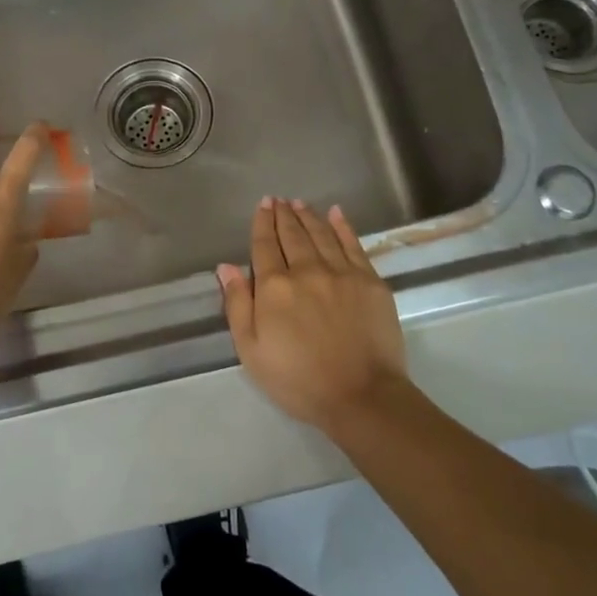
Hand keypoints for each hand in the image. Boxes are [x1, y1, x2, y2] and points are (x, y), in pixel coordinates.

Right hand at [218, 197, 405, 432]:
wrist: (361, 395)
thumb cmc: (298, 379)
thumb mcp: (251, 350)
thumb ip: (237, 304)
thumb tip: (226, 266)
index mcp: (274, 287)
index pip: (265, 246)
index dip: (262, 224)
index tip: (262, 206)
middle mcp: (307, 270)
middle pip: (293, 235)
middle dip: (283, 215)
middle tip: (278, 200)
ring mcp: (342, 272)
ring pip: (321, 234)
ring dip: (308, 216)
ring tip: (299, 203)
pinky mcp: (370, 281)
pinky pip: (354, 244)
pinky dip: (343, 226)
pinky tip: (336, 214)